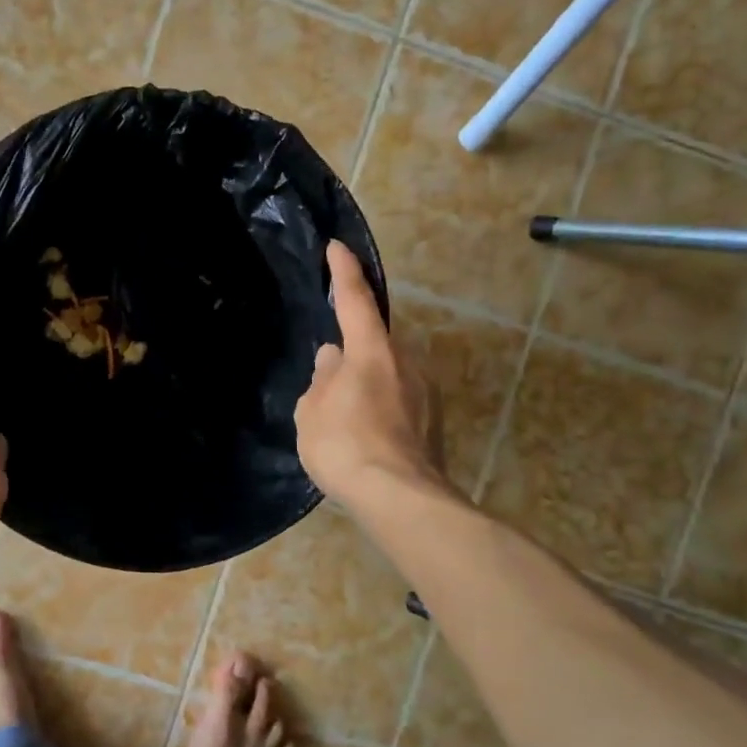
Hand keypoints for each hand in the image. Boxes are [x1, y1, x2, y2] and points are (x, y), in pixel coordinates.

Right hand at [295, 242, 450, 504]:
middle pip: (373, 344)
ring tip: (343, 418)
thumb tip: (332, 359)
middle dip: (351, 354)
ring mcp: (426, 392)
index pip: (355, 301)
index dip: (344, 272)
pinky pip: (400, 400)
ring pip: (388, 374)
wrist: (400, 498)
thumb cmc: (345, 446)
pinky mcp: (434, 421)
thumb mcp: (312, 411)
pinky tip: (365, 436)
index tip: (337, 247)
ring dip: (366, 385)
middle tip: (327, 380)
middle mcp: (406, 362)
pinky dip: (381, 408)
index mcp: (371, 352)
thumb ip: (321, 380)